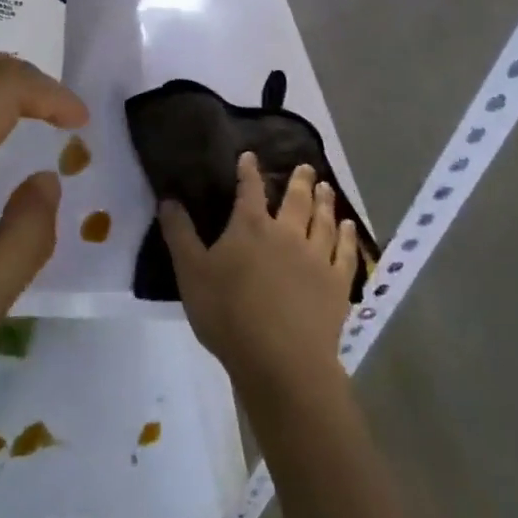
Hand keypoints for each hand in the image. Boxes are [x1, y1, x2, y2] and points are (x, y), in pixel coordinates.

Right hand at [160, 155, 357, 395]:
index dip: (248, 171)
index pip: (249, 189)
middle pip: (295, 200)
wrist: (281, 361)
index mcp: (249, 226)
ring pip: (323, 221)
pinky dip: (349, 237)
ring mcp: (315, 258)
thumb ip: (179, 234)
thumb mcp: (191, 273)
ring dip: (324, 202)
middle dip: (298, 181)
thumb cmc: (229, 315)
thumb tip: (167, 199)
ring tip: (326, 187)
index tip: (250, 156)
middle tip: (305, 166)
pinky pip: (345, 253)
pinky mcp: (337, 285)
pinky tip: (350, 228)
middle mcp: (286, 233)